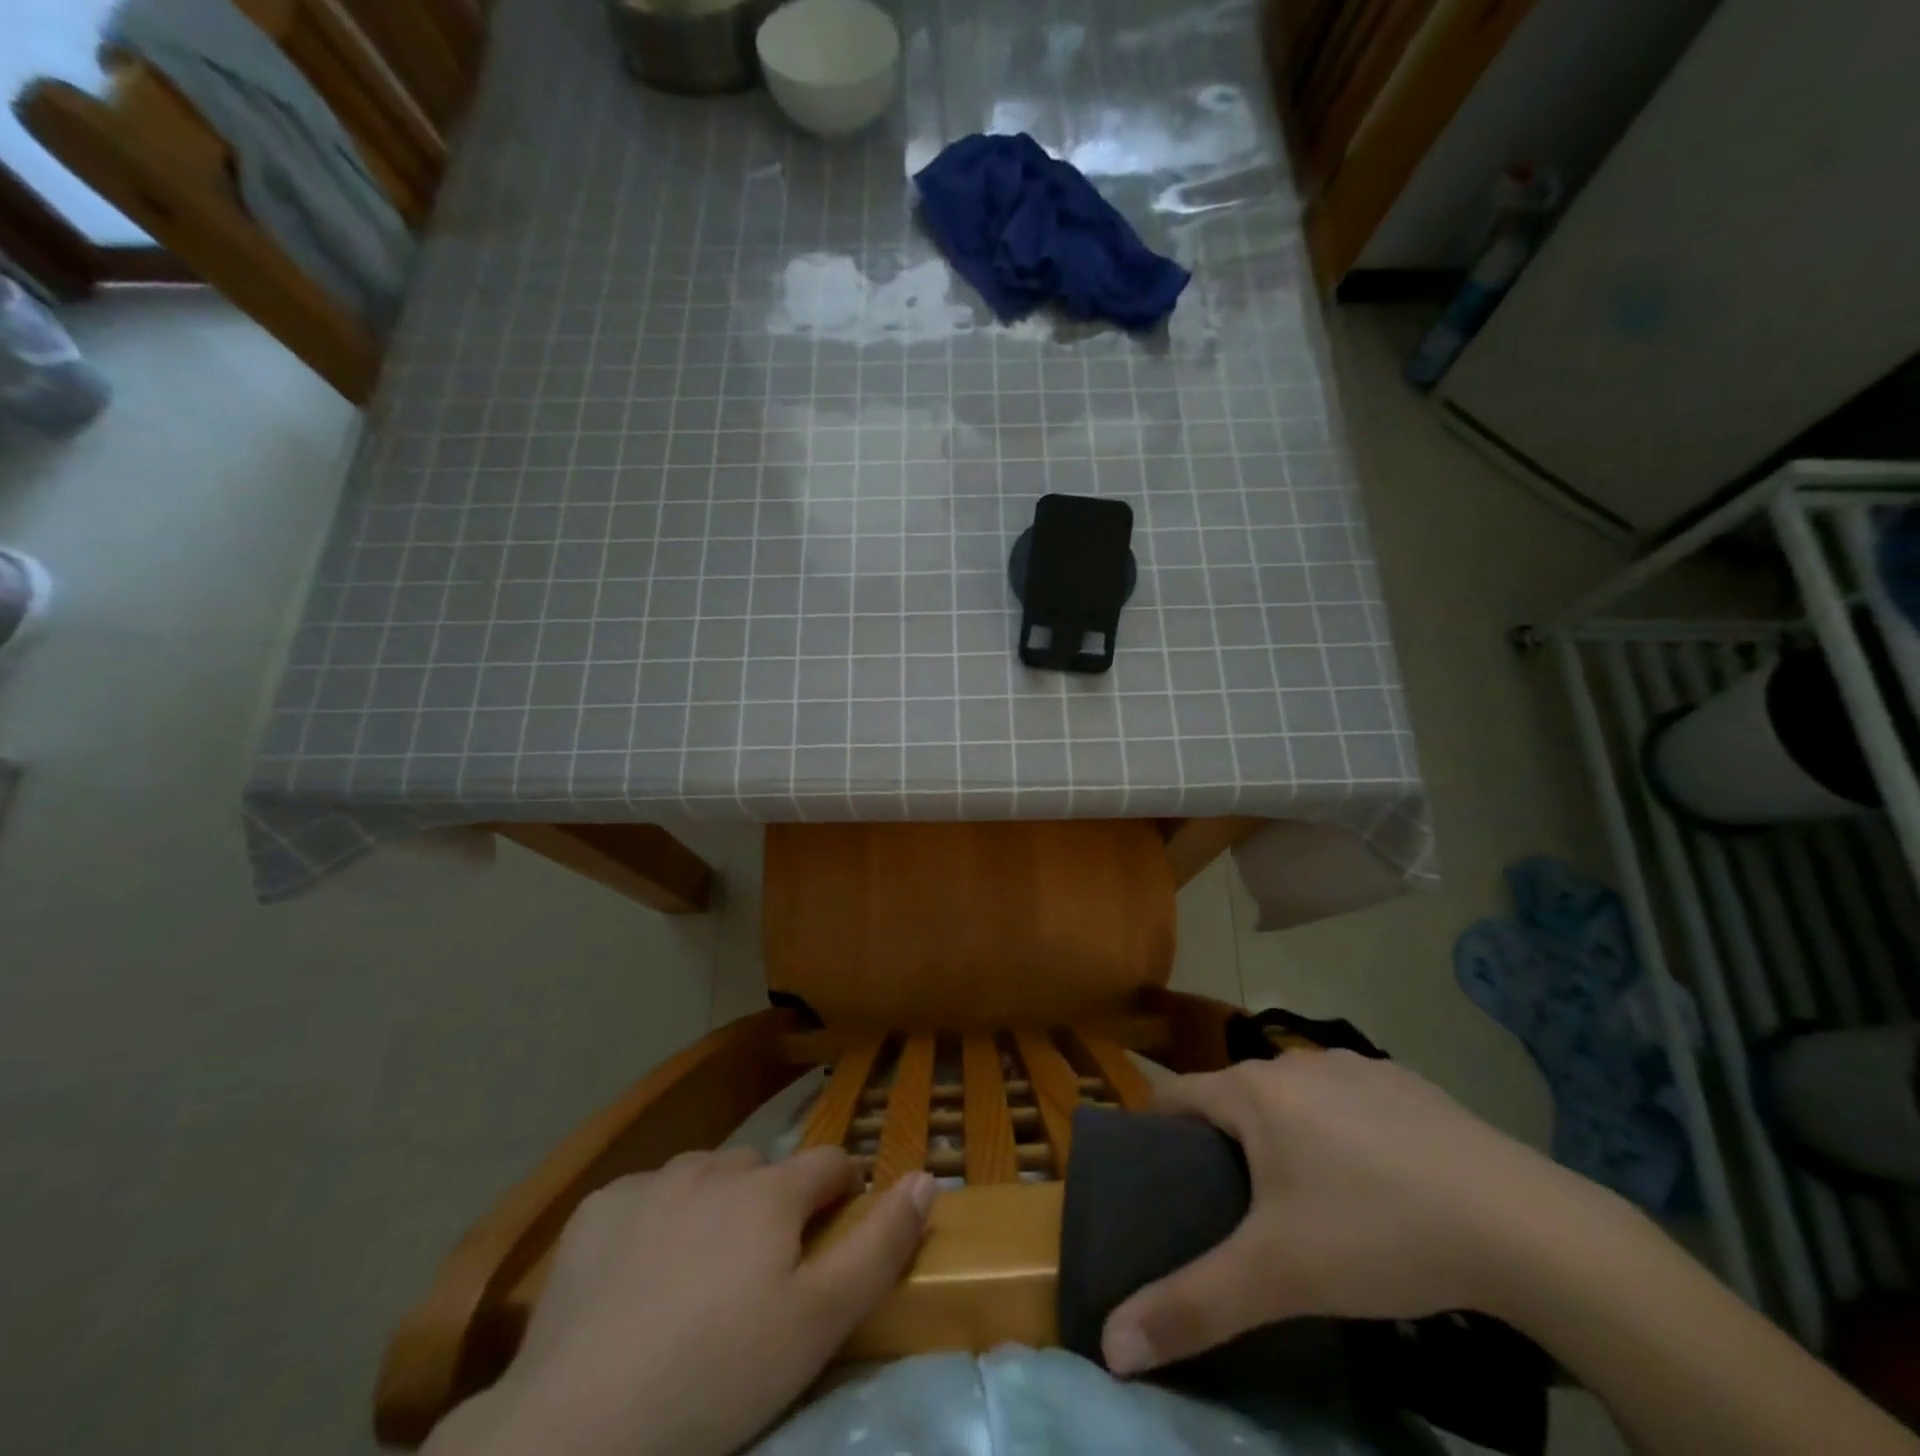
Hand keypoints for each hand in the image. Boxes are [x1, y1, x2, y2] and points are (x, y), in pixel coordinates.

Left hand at [428, 1147, 935, 1455]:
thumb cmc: (715, 1381)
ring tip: (697, 1278)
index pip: (828, 1162)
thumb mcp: (817, 1326)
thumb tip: (927, 1177)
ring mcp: (650, 1183)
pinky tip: (636, 1278)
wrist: (573, 1434)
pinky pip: (644, 1197)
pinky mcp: (597, 1210)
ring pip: (703, 1177)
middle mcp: (714, 1167)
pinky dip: (655, 1222)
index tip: (835, 1226)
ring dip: (714, 1207)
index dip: (841, 1189)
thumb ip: (881, 1246)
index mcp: (770, 1191)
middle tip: (758, 1274)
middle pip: (762, 1169)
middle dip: (772, 1203)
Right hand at [1101, 1050, 1610, 1375]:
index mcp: (1253, 1091)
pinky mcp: (1407, 1083)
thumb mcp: (1278, 1278)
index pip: (1176, 1096)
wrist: (1524, 1226)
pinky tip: (1377, 1182)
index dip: (1158, 1133)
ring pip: (1295, 1098)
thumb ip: (1192, 1308)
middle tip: (1232, 1208)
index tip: (1157, 1178)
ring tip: (1305, 1199)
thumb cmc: (1378, 1234)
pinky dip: (1343, 1131)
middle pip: (1236, 1097)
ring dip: (1284, 1134)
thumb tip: (1111, 1346)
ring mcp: (1356, 1067)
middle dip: (1224, 1142)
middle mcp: (1295, 1063)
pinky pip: (1350, 1102)